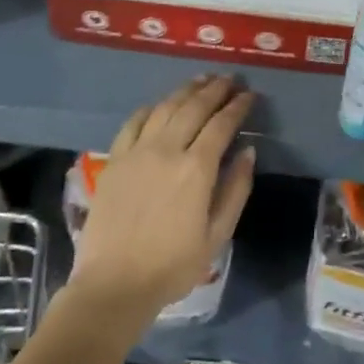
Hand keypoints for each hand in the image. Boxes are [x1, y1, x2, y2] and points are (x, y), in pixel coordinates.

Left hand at [69, 75, 255, 324]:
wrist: (113, 284)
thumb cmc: (172, 266)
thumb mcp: (217, 235)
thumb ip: (236, 189)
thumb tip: (248, 151)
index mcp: (197, 169)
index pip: (222, 124)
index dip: (238, 106)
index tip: (250, 94)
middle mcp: (167, 149)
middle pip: (194, 107)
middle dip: (215, 89)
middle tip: (230, 79)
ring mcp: (137, 151)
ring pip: (165, 107)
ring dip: (186, 91)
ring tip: (201, 81)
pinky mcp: (115, 159)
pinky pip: (134, 122)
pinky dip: (151, 107)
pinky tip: (160, 104)